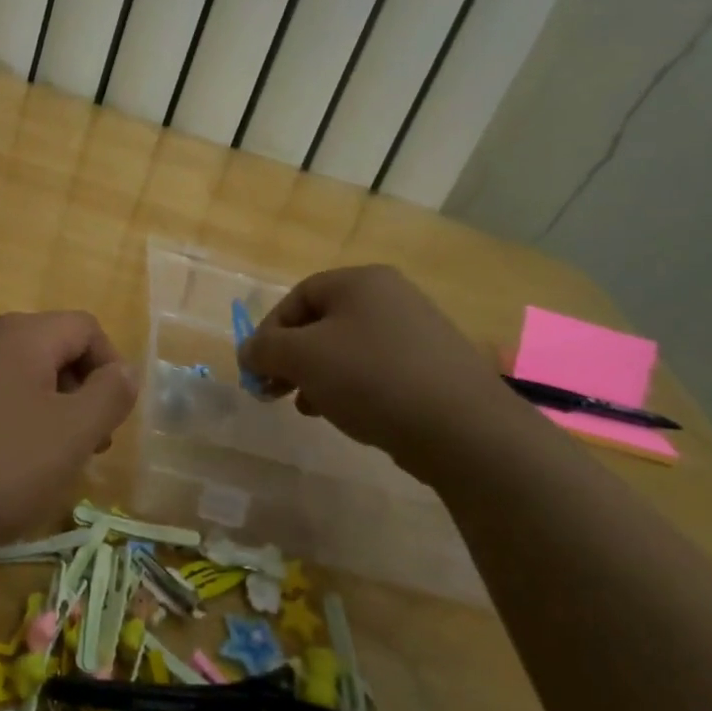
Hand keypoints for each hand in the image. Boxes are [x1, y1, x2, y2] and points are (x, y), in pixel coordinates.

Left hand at [0, 311, 137, 554]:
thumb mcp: (72, 434)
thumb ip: (110, 394)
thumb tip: (122, 371)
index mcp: (22, 334)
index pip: (86, 328)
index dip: (111, 368)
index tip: (110, 419)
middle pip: (52, 348)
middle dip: (79, 392)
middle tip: (87, 446)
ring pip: (19, 374)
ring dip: (47, 409)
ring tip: (47, 460)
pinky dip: (9, 419)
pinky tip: (1, 465)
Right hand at [237, 266, 513, 470]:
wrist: (464, 429)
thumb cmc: (372, 378)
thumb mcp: (303, 358)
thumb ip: (265, 349)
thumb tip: (247, 351)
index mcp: (361, 281)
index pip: (298, 297)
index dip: (268, 332)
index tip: (256, 370)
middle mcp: (392, 297)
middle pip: (323, 322)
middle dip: (292, 358)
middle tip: (275, 391)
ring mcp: (418, 332)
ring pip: (349, 349)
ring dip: (319, 376)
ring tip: (308, 408)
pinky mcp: (434, 368)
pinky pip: (378, 370)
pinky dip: (353, 388)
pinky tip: (347, 415)